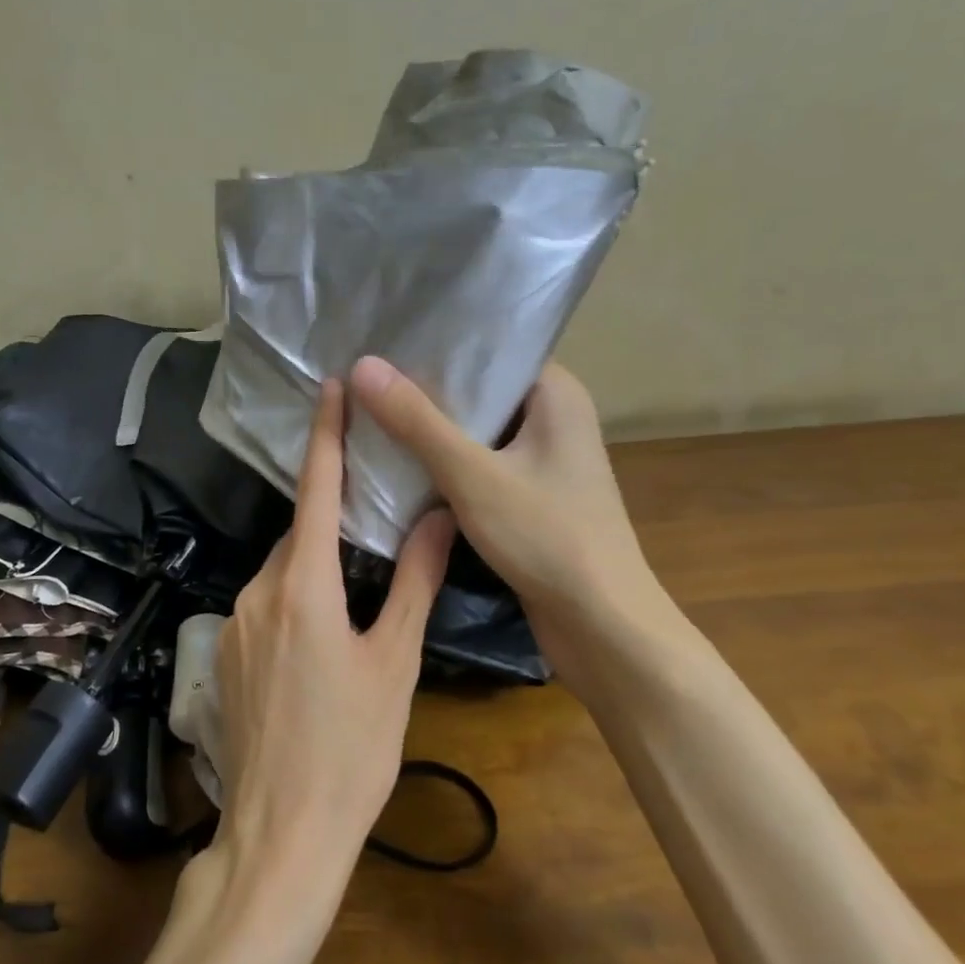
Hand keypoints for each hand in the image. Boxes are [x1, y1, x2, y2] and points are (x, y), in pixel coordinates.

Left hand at [215, 379, 455, 876]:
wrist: (279, 836)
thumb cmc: (351, 749)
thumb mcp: (395, 663)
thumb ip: (415, 583)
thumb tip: (441, 517)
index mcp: (303, 584)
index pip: (316, 489)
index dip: (326, 433)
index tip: (329, 387)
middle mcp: (257, 590)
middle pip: (299, 533)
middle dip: (331, 517)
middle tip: (372, 514)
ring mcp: (232, 623)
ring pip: (281, 570)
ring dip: (314, 564)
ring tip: (353, 588)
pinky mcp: (223, 654)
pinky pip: (263, 603)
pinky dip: (293, 597)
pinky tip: (319, 636)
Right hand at [351, 357, 660, 644]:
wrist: (602, 626)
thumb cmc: (548, 537)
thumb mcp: (473, 475)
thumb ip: (417, 421)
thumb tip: (362, 365)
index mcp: (555, 393)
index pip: (490, 348)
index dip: (437, 342)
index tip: (382, 337)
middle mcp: (553, 416)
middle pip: (478, 389)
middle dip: (425, 387)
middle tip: (363, 373)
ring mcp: (543, 458)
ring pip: (476, 430)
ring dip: (431, 428)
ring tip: (370, 407)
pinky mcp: (530, 494)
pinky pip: (479, 463)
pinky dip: (445, 462)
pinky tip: (398, 460)